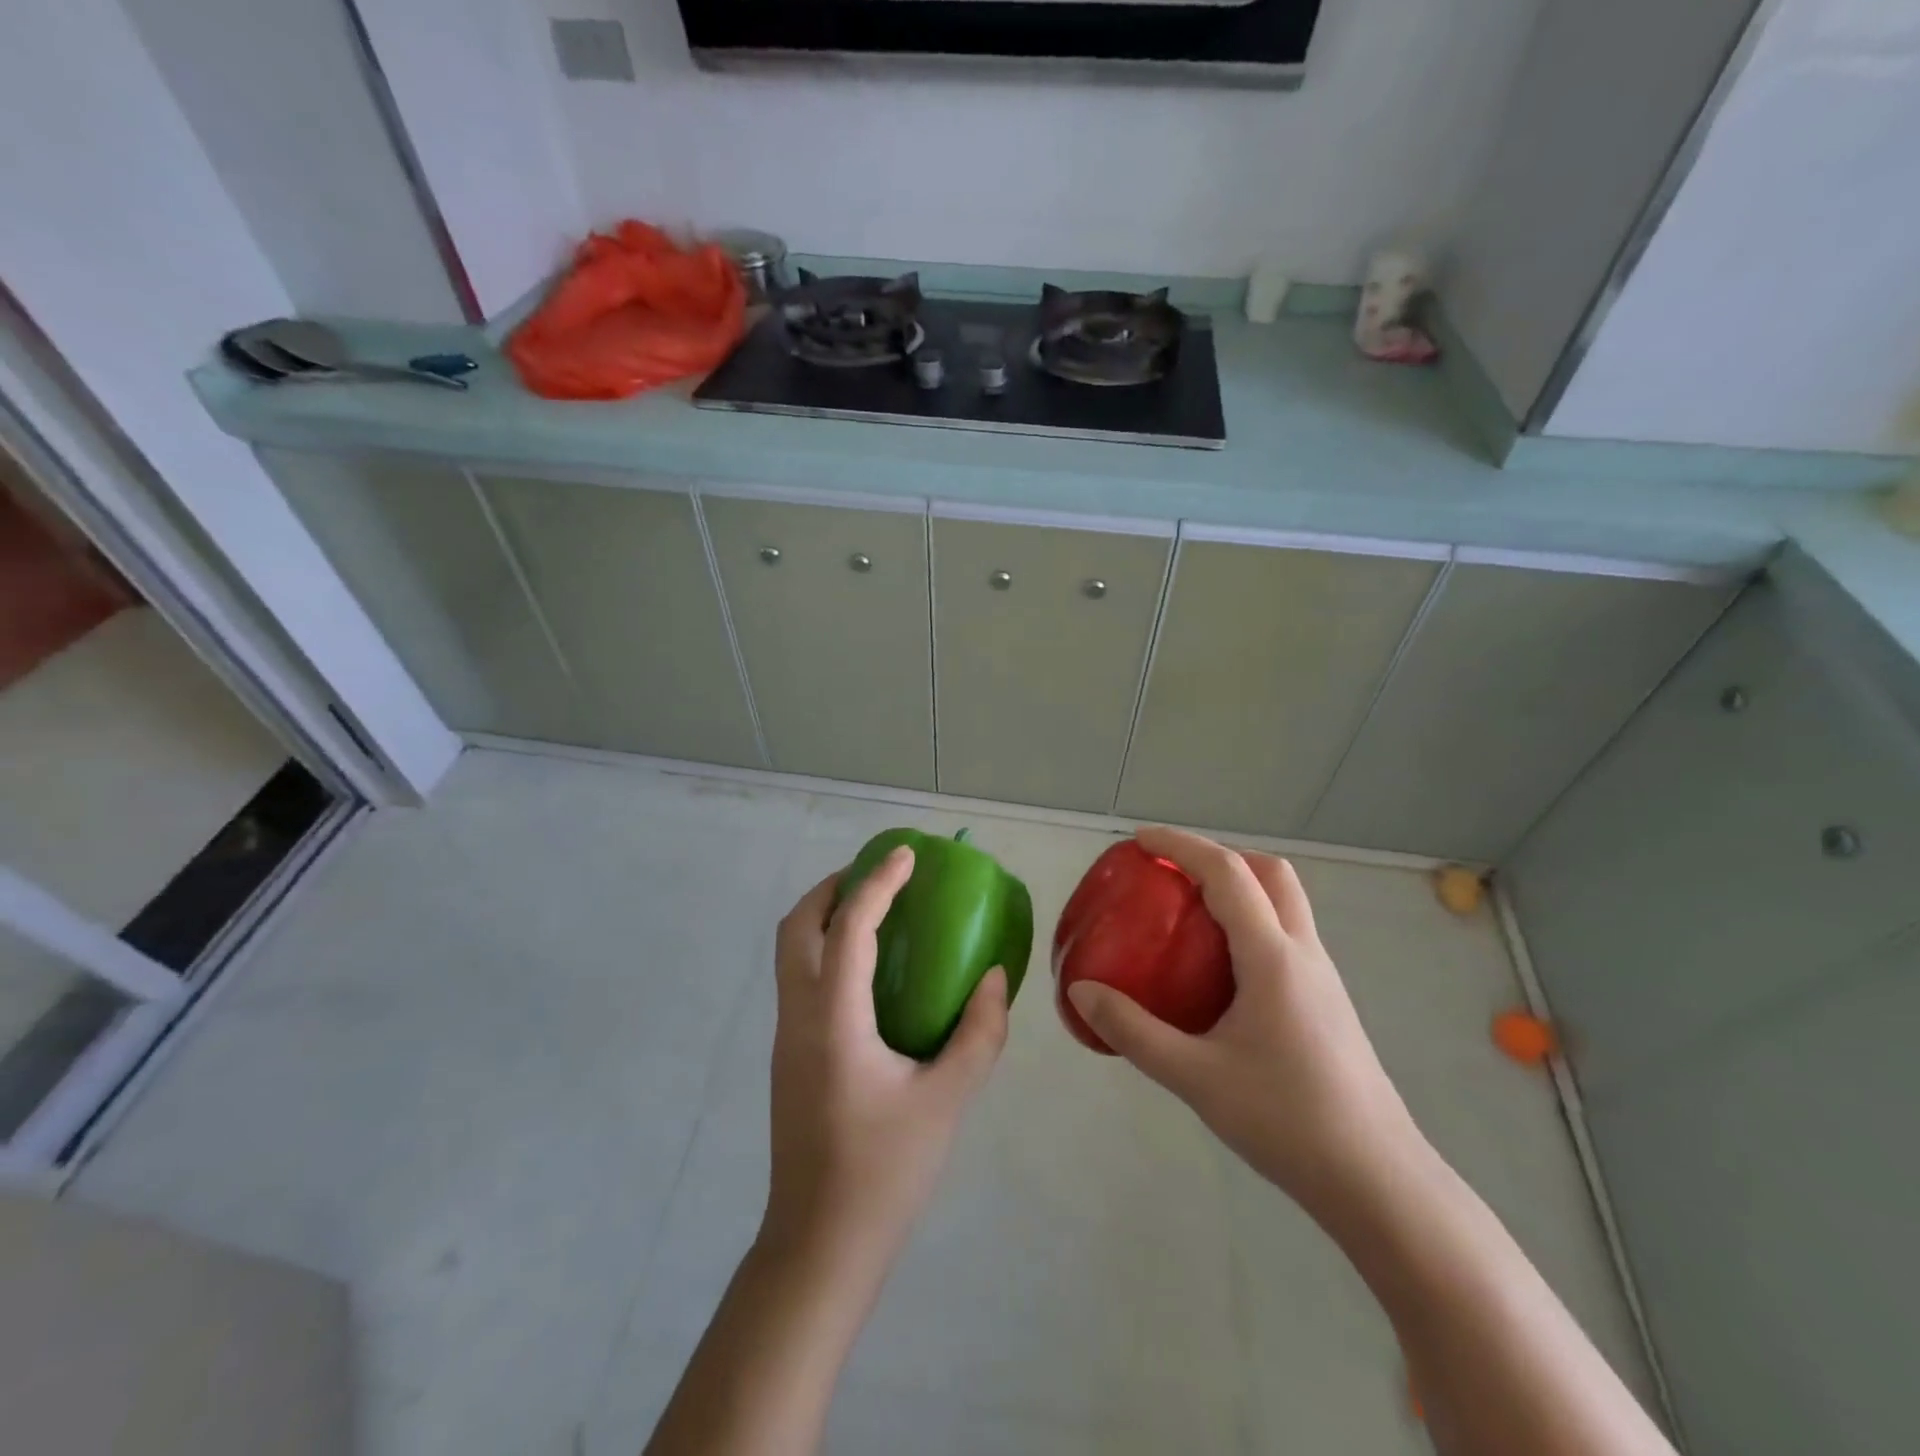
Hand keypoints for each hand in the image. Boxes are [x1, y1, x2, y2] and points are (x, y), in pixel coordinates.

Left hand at [764, 846, 1009, 1274]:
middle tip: (879, 876)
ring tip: (875, 911)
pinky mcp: (788, 1055)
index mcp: (833, 1019)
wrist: (819, 1246)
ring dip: (825, 915)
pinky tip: (869, 971)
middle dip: (833, 887)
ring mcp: (786, 1036)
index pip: (849, 927)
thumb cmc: (884, 1171)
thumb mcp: (947, 1100)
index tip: (906, 854)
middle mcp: (798, 1015)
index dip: (877, 883)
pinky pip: (799, 977)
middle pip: (796, 926)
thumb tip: (993, 978)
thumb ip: (978, 1033)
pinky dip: (825, 949)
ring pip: (790, 951)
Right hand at [1066, 826, 1424, 1215]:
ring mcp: (1322, 977)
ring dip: (1240, 887)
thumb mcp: (1196, 1078)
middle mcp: (1303, 953)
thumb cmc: (1287, 1121)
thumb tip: (1081, 992)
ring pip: (1285, 903)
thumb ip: (1134, 1031)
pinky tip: (1220, 970)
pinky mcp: (1327, 1002)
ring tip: (1189, 915)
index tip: (1139, 841)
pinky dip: (1251, 923)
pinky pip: (1287, 935)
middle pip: (1270, 872)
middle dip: (1219, 856)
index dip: (1181, 845)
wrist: (1378, 1182)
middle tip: (1172, 876)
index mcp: (1273, 957)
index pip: (1227, 872)